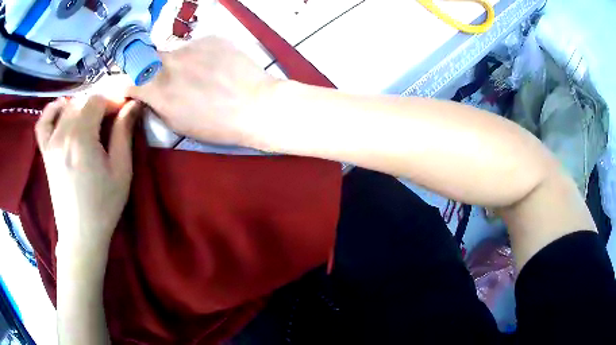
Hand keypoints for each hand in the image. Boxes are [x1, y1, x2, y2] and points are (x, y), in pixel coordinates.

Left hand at [35, 96, 140, 259]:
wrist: (80, 234)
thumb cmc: (104, 206)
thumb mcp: (121, 170)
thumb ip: (124, 133)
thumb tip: (132, 104)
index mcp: (82, 138)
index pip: (97, 100)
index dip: (112, 100)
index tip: (123, 110)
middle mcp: (62, 135)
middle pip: (82, 101)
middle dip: (100, 103)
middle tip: (112, 117)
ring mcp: (50, 143)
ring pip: (66, 107)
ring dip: (82, 106)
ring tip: (92, 118)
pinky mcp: (45, 152)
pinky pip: (43, 122)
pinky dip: (52, 110)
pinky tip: (62, 111)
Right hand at [126, 36, 276, 145]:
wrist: (257, 105)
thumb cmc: (216, 125)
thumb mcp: (177, 124)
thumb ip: (157, 105)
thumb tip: (146, 94)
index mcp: (158, 89)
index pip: (128, 79)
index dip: (126, 83)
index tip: (130, 87)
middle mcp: (169, 62)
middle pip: (148, 59)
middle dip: (151, 70)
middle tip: (168, 81)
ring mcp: (192, 46)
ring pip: (175, 52)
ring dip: (179, 63)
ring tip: (201, 76)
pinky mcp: (212, 38)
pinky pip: (197, 46)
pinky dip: (199, 56)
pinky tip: (216, 67)